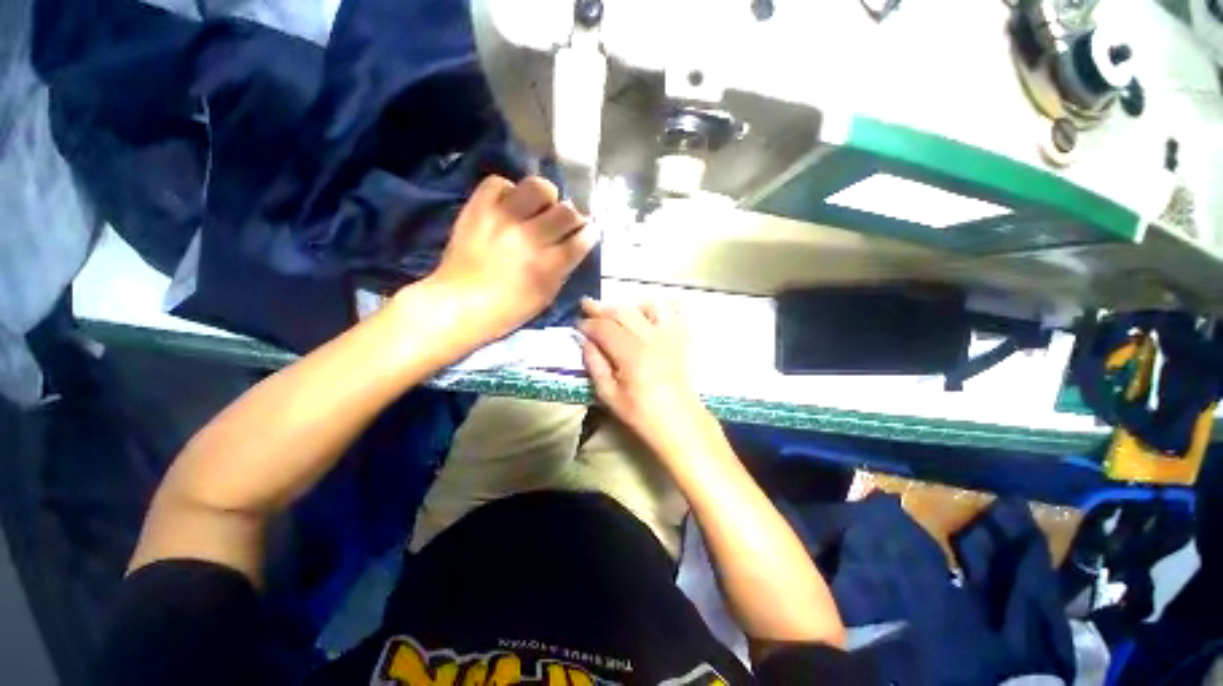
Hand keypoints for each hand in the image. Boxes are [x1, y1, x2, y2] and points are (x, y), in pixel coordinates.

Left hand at [422, 175, 594, 344]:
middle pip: (566, 211)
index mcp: (548, 265)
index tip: (589, 230)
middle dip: (573, 215)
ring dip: (545, 196)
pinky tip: (510, 204)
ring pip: (538, 187)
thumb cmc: (506, 310)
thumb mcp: (545, 297)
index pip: (581, 238)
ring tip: (539, 206)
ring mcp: (503, 219)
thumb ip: (562, 270)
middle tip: (565, 221)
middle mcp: (530, 237)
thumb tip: (573, 246)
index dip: (589, 232)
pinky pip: (499, 183)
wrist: (458, 303)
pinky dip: (509, 190)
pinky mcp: (478, 208)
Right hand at [579, 298, 713, 458]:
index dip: (588, 324)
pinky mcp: (680, 338)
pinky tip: (645, 312)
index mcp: (631, 354)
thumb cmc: (642, 414)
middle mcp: (650, 338)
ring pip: (645, 306)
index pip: (604, 328)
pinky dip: (655, 307)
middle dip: (601, 308)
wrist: (679, 421)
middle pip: (622, 313)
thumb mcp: (609, 395)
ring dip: (626, 306)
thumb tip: (586, 341)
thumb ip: (595, 365)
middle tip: (586, 305)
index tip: (577, 324)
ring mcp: (669, 335)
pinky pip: (671, 311)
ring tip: (614, 311)